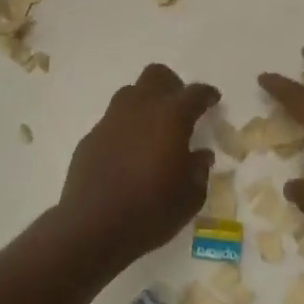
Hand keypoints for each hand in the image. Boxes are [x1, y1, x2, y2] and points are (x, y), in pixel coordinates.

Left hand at [57, 63, 219, 264]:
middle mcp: (140, 109)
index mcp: (171, 118)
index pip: (194, 93)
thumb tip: (200, 155)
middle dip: (172, 86)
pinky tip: (128, 152)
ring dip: (146, 102)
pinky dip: (125, 127)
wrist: (92, 228)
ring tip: (154, 129)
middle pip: (157, 75)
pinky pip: (112, 120)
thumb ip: (199, 170)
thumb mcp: (189, 198)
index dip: (207, 94)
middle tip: (181, 109)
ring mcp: (111, 120)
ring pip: (131, 92)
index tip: (213, 100)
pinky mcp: (90, 137)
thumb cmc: (150, 212)